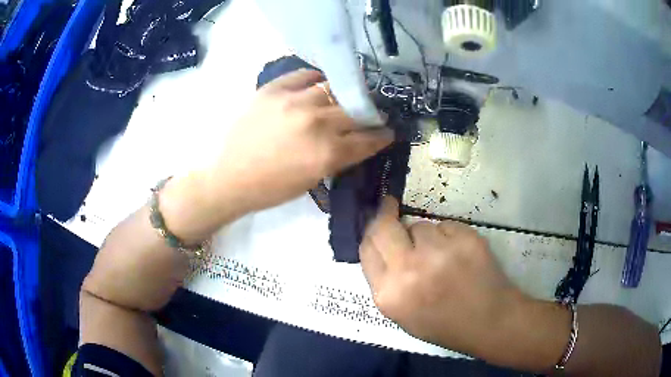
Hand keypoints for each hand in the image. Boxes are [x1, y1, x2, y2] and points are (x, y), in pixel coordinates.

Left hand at [205, 69, 392, 211]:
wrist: (229, 178)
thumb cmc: (271, 189)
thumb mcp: (313, 180)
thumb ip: (338, 157)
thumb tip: (356, 140)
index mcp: (327, 154)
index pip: (368, 139)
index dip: (382, 135)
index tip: (387, 130)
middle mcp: (316, 123)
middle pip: (355, 110)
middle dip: (368, 113)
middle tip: (369, 113)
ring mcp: (294, 101)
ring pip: (333, 89)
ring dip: (343, 95)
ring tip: (343, 97)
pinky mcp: (273, 90)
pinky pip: (304, 74)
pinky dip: (315, 78)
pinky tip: (319, 83)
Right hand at [359, 197, 530, 358]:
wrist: (488, 321)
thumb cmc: (443, 323)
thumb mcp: (401, 314)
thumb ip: (385, 280)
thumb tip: (382, 244)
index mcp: (389, 294)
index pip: (367, 248)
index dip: (370, 231)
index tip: (377, 217)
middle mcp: (409, 270)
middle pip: (385, 227)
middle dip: (386, 214)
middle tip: (390, 206)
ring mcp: (439, 252)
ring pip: (420, 226)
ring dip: (425, 236)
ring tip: (442, 256)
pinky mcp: (465, 238)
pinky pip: (446, 226)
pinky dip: (449, 236)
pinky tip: (460, 255)